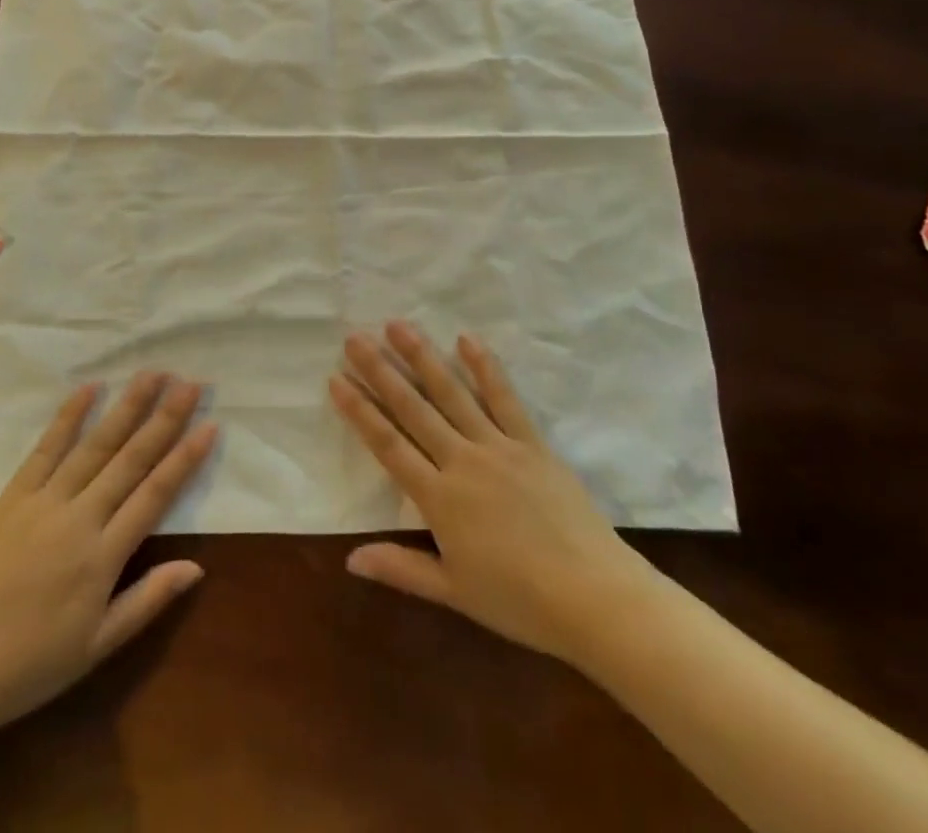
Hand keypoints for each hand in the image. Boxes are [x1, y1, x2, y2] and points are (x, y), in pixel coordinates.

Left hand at [0, 373, 216, 746]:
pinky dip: (67, 418)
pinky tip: (89, 389)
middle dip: (165, 418)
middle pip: (131, 459)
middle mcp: (79, 519)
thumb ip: (147, 601)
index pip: (155, 495)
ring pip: (94, 446)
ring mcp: (43, 503)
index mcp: (103, 557)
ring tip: (152, 374)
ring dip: (126, 407)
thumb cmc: (25, 668)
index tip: (211, 425)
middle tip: (192, 383)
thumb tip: (197, 568)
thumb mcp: (94, 648)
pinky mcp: (11, 498)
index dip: (186, 458)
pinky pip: (44, 450)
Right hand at [329, 322, 660, 664]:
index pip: (388, 445)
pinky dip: (485, 367)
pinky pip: (504, 398)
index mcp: (439, 499)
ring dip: (423, 357)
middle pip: (413, 409)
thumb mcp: (453, 592)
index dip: (359, 411)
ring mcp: (498, 446)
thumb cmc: (518, 601)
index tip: (336, 378)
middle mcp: (462, 461)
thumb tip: (349, 558)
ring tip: (398, 325)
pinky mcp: (531, 442)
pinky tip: (466, 339)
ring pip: (452, 393)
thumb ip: (400, 568)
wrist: (592, 596)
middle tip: (354, 338)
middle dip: (380, 371)